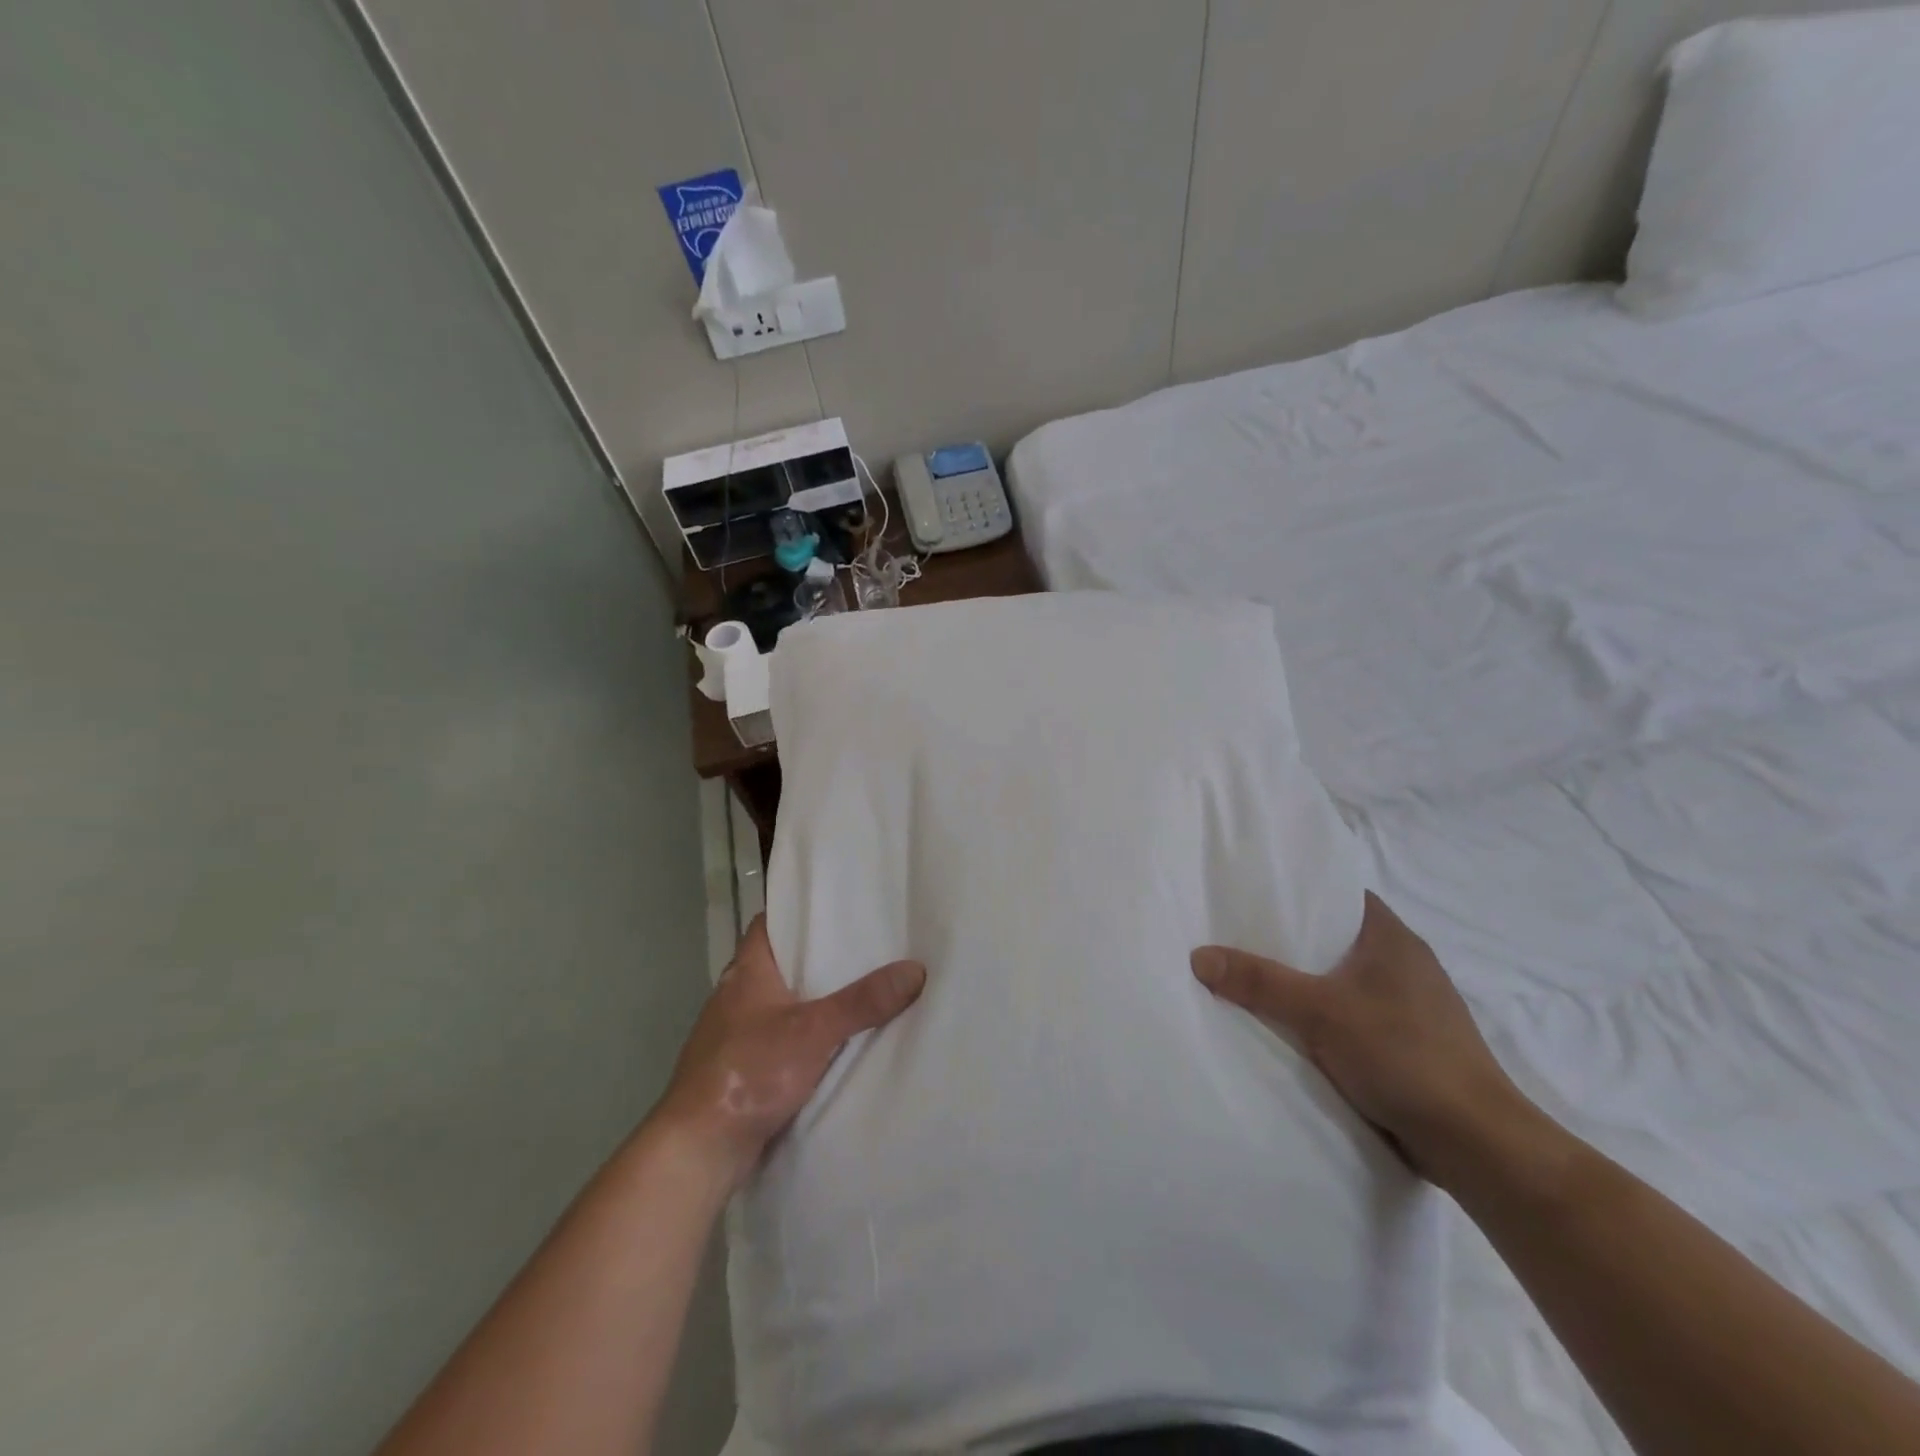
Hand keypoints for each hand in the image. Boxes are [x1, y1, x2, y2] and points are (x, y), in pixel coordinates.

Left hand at [654, 916, 925, 1191]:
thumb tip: (915, 969)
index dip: (796, 912)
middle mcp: (735, 996)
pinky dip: (802, 1036)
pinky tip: (833, 1044)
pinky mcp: (740, 1069)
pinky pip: (778, 1039)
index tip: (834, 909)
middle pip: (779, 963)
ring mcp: (734, 1035)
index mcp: (746, 972)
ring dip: (810, 1000)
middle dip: (816, 958)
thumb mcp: (814, 1031)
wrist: (699, 1149)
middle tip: (863, 948)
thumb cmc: (749, 1072)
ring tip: (858, 991)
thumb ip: (863, 1002)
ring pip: (779, 1004)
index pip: (768, 924)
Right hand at [1192, 892, 1528, 1186]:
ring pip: (1347, 980)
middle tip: (1241, 938)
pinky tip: (1297, 1030)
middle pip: (1338, 938)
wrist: (1476, 1143)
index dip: (1301, 891)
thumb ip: (1259, 981)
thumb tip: (1199, 955)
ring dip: (1310, 983)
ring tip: (1258, 982)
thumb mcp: (1319, 1012)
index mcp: (1393, 938)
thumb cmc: (1402, 1055)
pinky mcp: (1413, 1045)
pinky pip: (1357, 1015)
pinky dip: (1328, 1017)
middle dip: (1294, 941)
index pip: (1341, 895)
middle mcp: (1407, 964)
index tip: (1256, 895)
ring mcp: (1414, 1007)